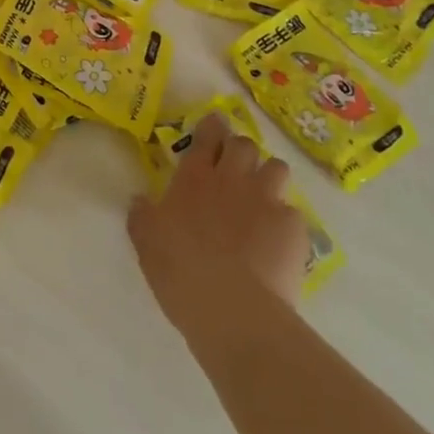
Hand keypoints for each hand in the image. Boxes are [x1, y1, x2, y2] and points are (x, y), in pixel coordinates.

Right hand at [128, 116, 311, 349]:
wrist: (232, 308)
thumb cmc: (180, 270)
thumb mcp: (146, 241)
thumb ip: (142, 215)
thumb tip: (140, 200)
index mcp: (194, 178)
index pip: (207, 137)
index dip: (212, 127)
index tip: (214, 125)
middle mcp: (232, 179)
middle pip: (244, 145)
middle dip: (241, 150)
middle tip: (234, 167)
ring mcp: (266, 200)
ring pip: (276, 168)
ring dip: (268, 176)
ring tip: (261, 198)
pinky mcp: (293, 228)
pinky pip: (292, 212)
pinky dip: (284, 222)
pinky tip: (276, 242)